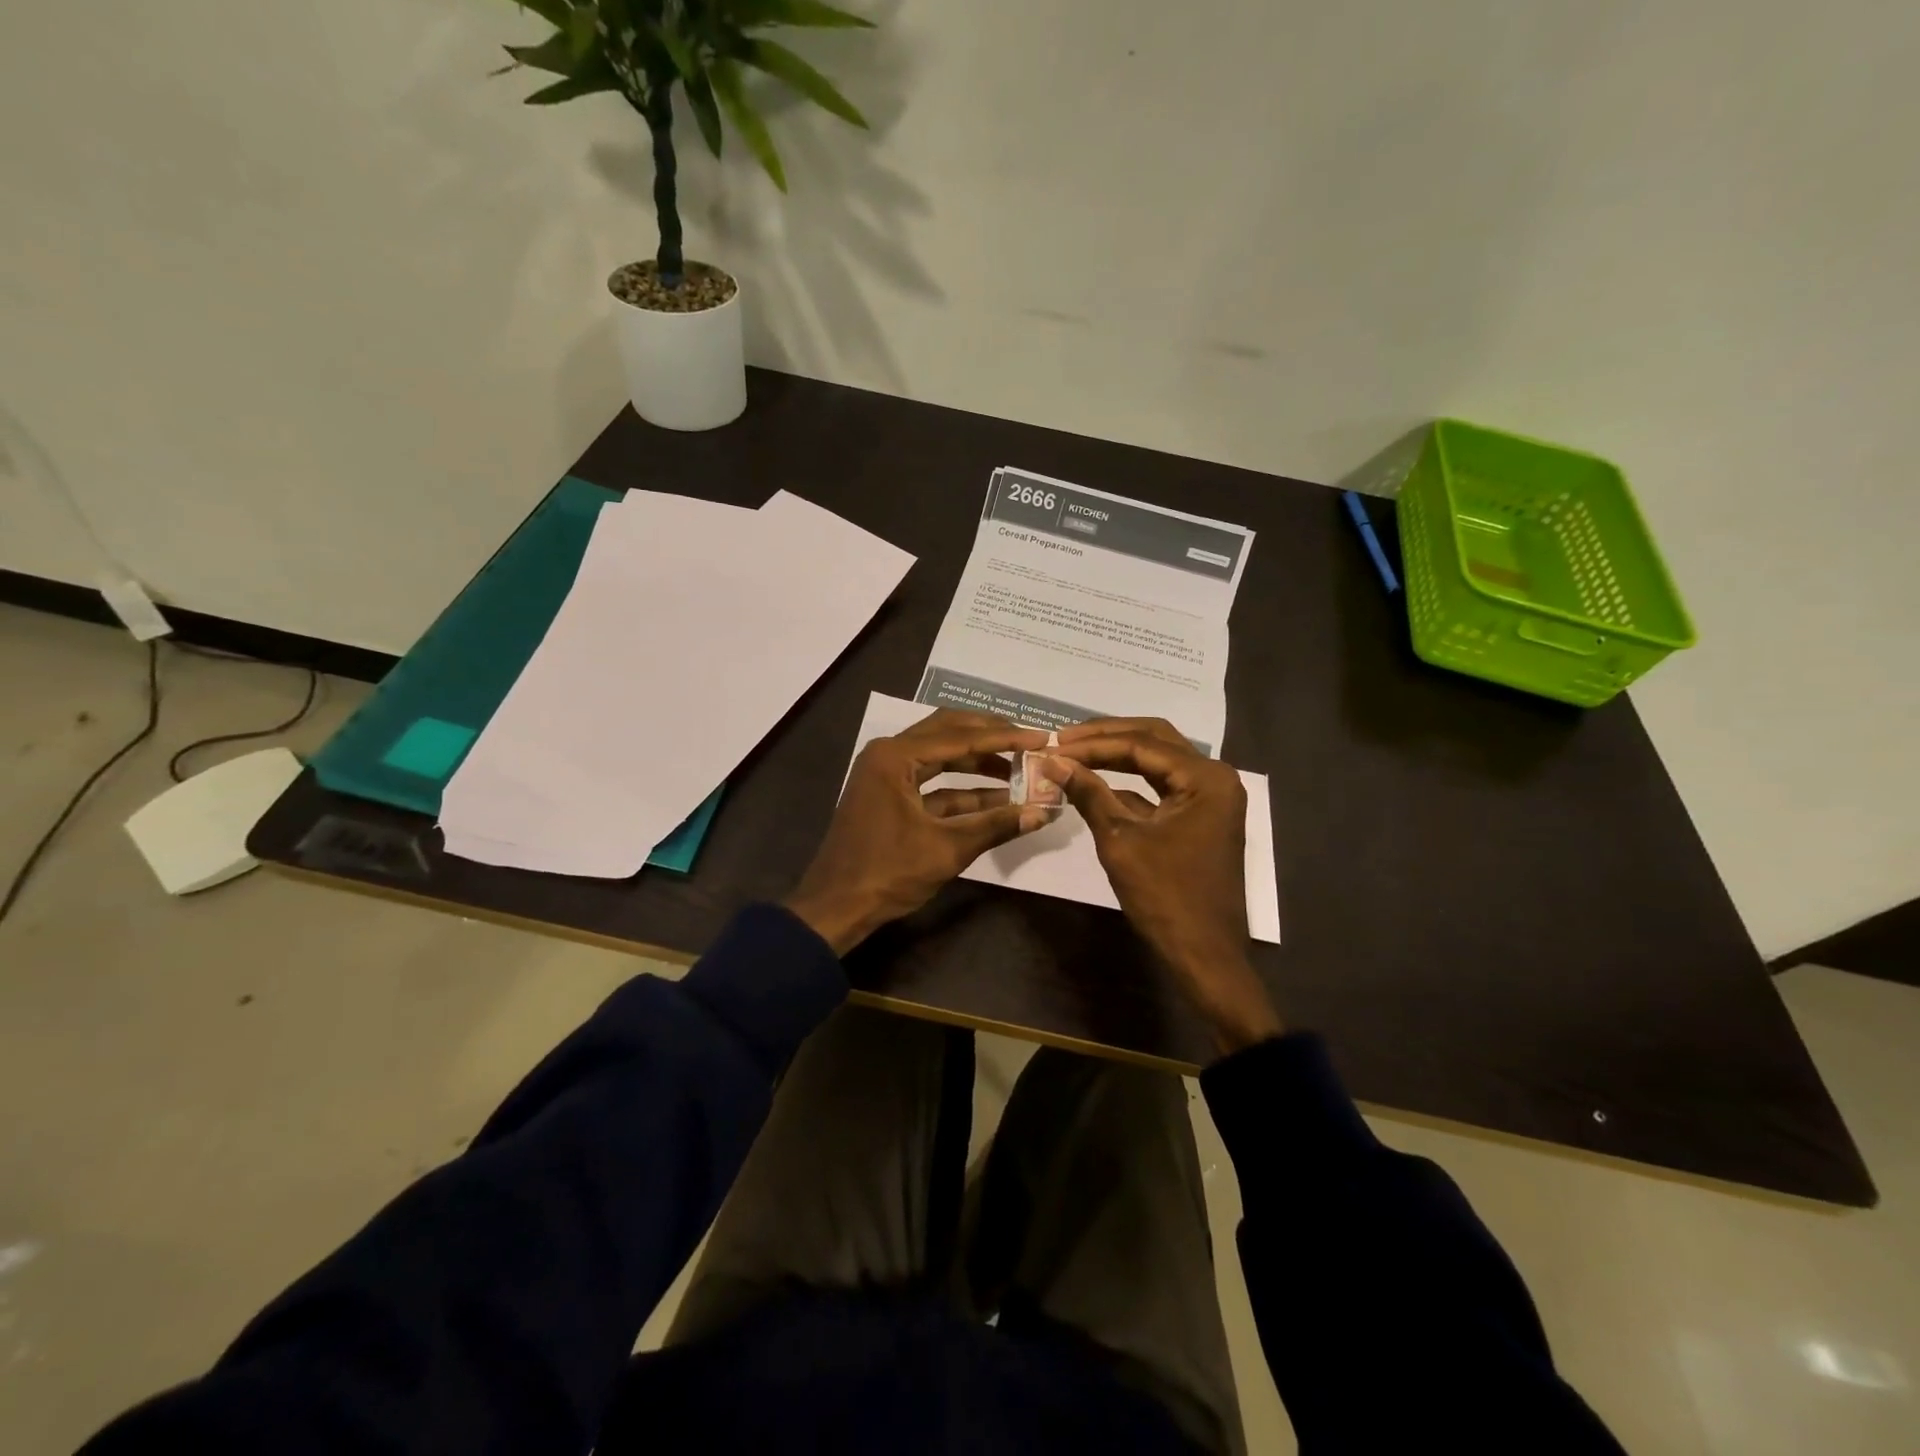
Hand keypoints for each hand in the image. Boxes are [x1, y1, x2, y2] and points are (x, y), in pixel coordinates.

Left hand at [784, 710, 1052, 954]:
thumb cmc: (887, 873)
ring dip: (978, 762)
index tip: (1042, 737)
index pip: (961, 737)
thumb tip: (1043, 812)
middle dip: (990, 737)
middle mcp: (889, 755)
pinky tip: (997, 797)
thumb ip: (996, 826)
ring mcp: (886, 774)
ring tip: (1020, 768)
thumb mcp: (946, 849)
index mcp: (895, 756)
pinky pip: (931, 782)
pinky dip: (962, 789)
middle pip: (949, 733)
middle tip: (1030, 741)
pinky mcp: (889, 795)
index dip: (1005, 738)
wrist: (836, 907)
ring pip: (941, 756)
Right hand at [1046, 718, 1283, 1054]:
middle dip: (1106, 737)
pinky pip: (1160, 788)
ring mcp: (1208, 798)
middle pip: (1154, 740)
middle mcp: (1213, 778)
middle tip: (1063, 738)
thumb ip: (1088, 793)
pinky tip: (1093, 783)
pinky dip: (1128, 783)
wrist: (1203, 955)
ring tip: (1073, 753)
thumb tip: (1051, 761)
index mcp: (1206, 778)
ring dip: (1116, 756)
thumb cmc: (1165, 897)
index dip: (1093, 743)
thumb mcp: (1120, 840)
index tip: (1052, 743)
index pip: (1141, 744)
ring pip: (1157, 761)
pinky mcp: (1198, 818)